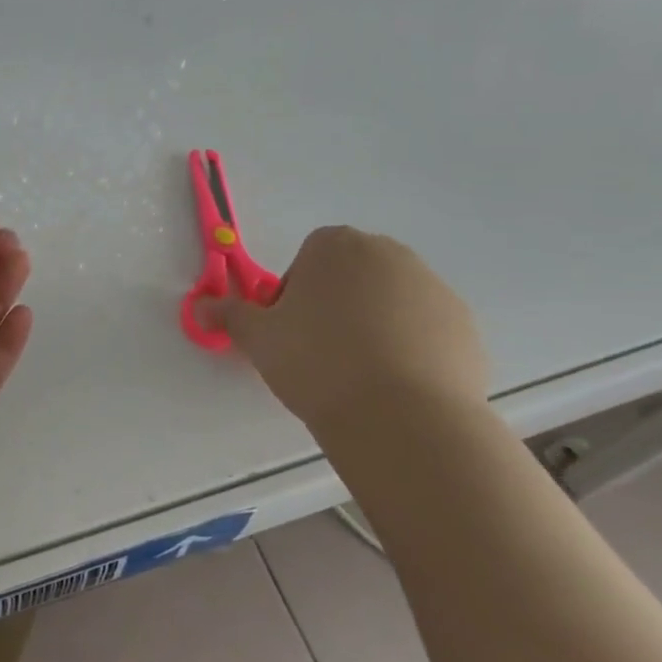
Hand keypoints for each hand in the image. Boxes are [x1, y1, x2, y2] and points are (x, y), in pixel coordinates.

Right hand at [221, 226, 486, 429]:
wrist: (403, 416)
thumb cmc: (317, 361)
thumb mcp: (259, 338)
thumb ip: (228, 315)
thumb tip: (197, 307)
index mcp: (334, 246)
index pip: (306, 259)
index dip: (293, 296)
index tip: (289, 333)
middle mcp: (388, 254)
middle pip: (350, 276)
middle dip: (334, 307)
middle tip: (319, 354)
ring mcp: (433, 287)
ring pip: (388, 303)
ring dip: (372, 327)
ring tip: (358, 377)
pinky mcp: (464, 326)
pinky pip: (424, 331)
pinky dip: (409, 350)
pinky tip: (394, 387)